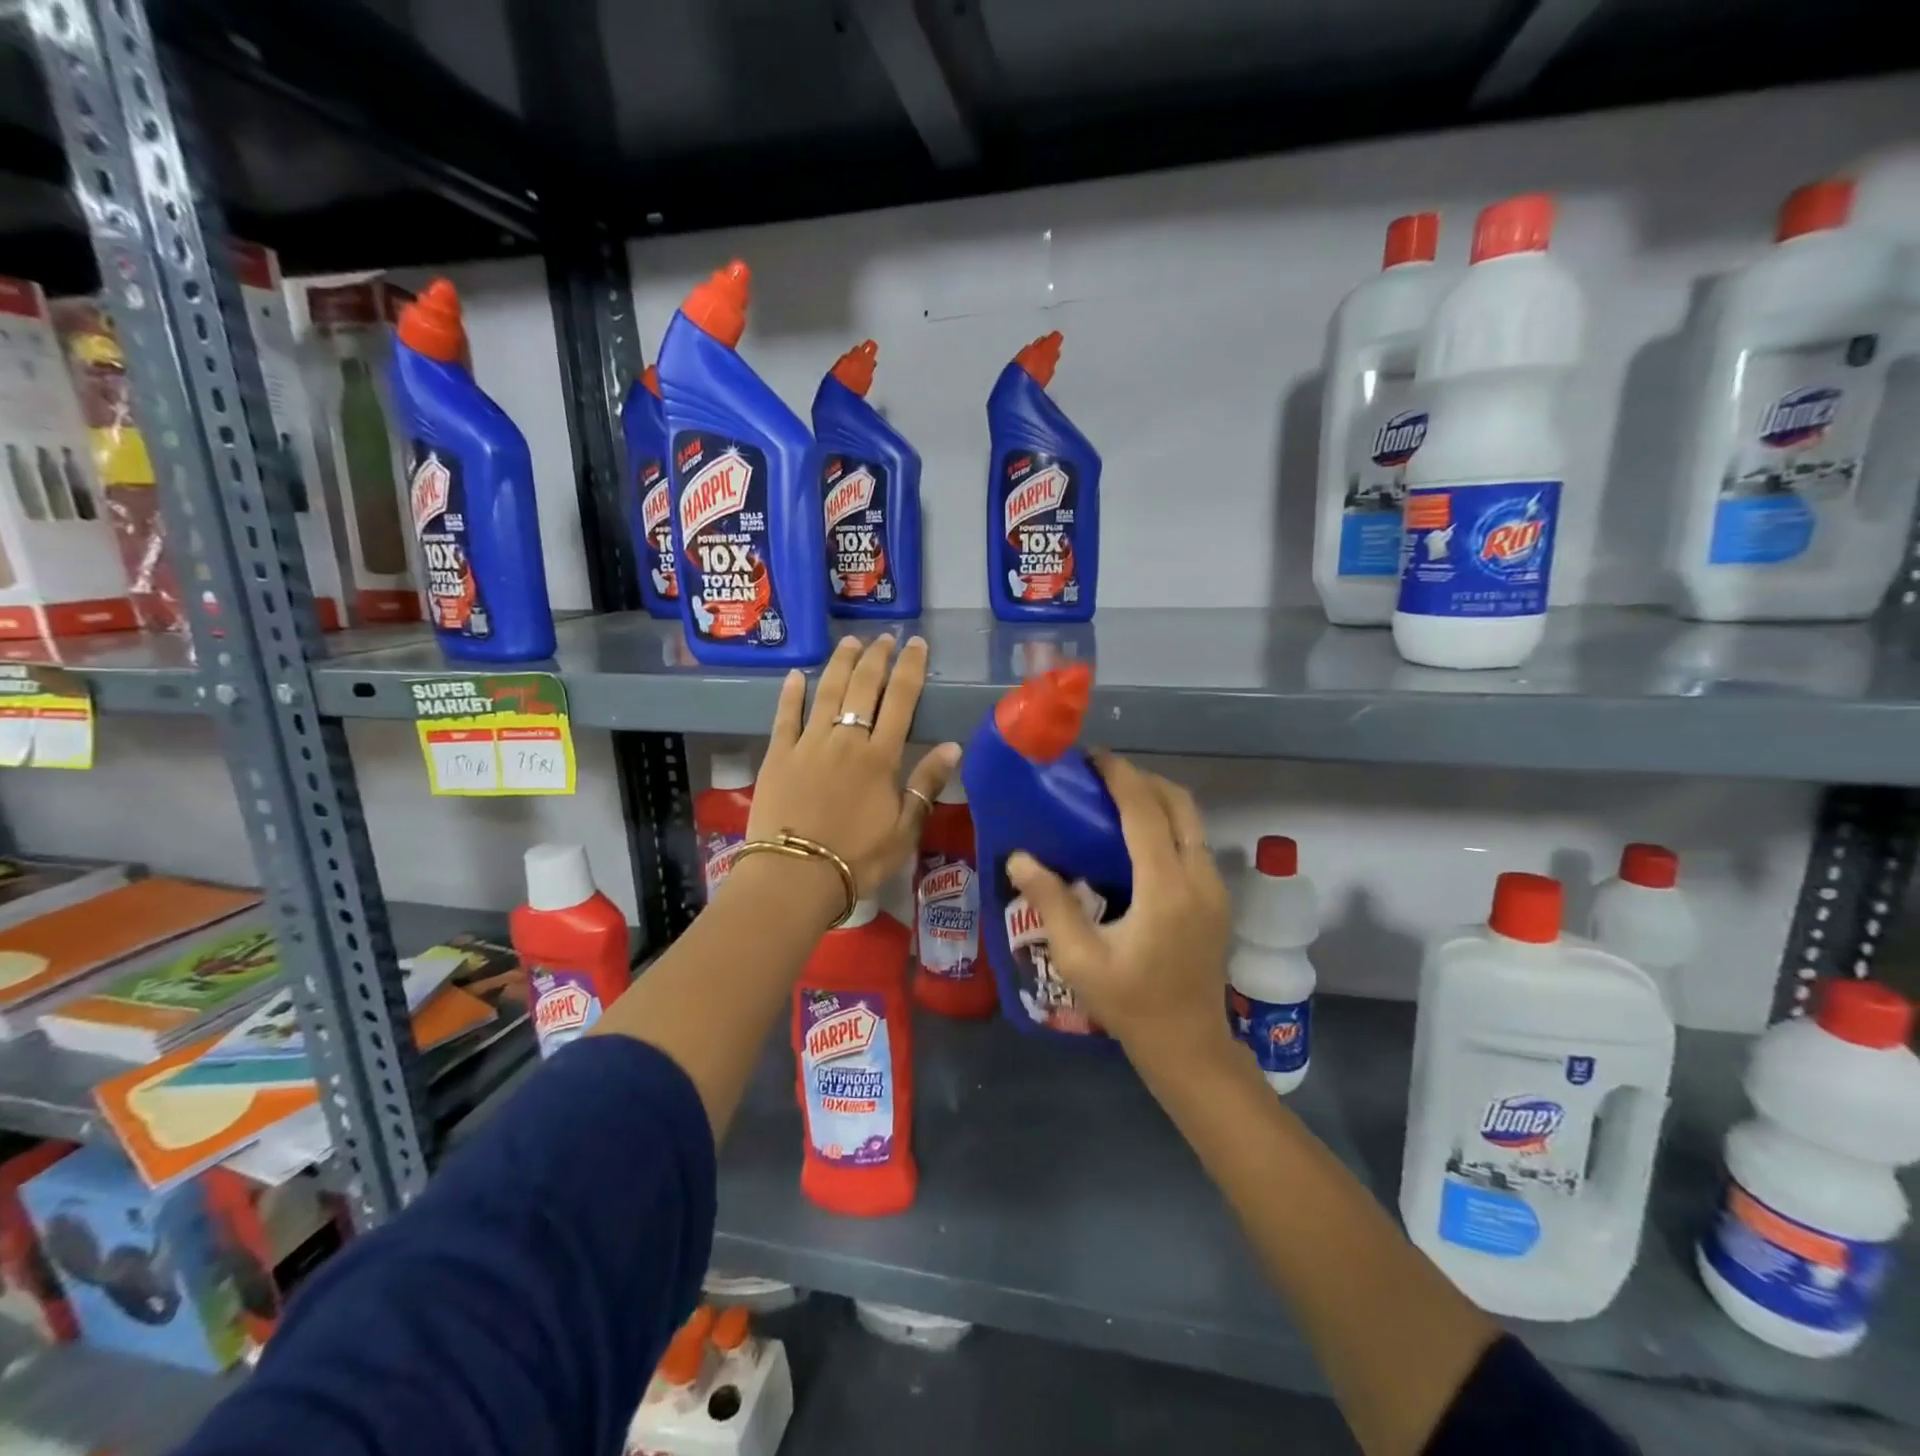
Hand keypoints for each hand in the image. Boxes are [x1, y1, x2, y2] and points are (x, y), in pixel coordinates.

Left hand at [749, 633, 960, 896]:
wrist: (796, 876)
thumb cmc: (858, 858)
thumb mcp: (905, 829)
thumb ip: (926, 784)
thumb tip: (954, 746)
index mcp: (880, 757)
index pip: (901, 700)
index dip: (910, 668)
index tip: (916, 645)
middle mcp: (846, 740)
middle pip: (863, 687)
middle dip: (876, 658)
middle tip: (883, 638)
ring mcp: (808, 744)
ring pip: (826, 692)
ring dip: (839, 664)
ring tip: (849, 642)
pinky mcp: (777, 755)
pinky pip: (785, 716)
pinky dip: (790, 693)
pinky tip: (795, 675)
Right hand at [1005, 752, 1235, 1072]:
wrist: (1188, 1045)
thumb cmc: (1130, 1004)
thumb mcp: (1079, 958)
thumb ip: (1051, 902)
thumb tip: (1019, 857)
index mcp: (1165, 889)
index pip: (1145, 811)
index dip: (1119, 776)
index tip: (1090, 757)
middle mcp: (1198, 878)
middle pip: (1178, 802)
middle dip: (1140, 779)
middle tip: (1099, 777)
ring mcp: (1215, 887)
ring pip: (1191, 819)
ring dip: (1156, 798)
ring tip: (1113, 799)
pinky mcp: (1217, 897)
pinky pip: (1194, 840)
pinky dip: (1168, 822)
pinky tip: (1136, 837)